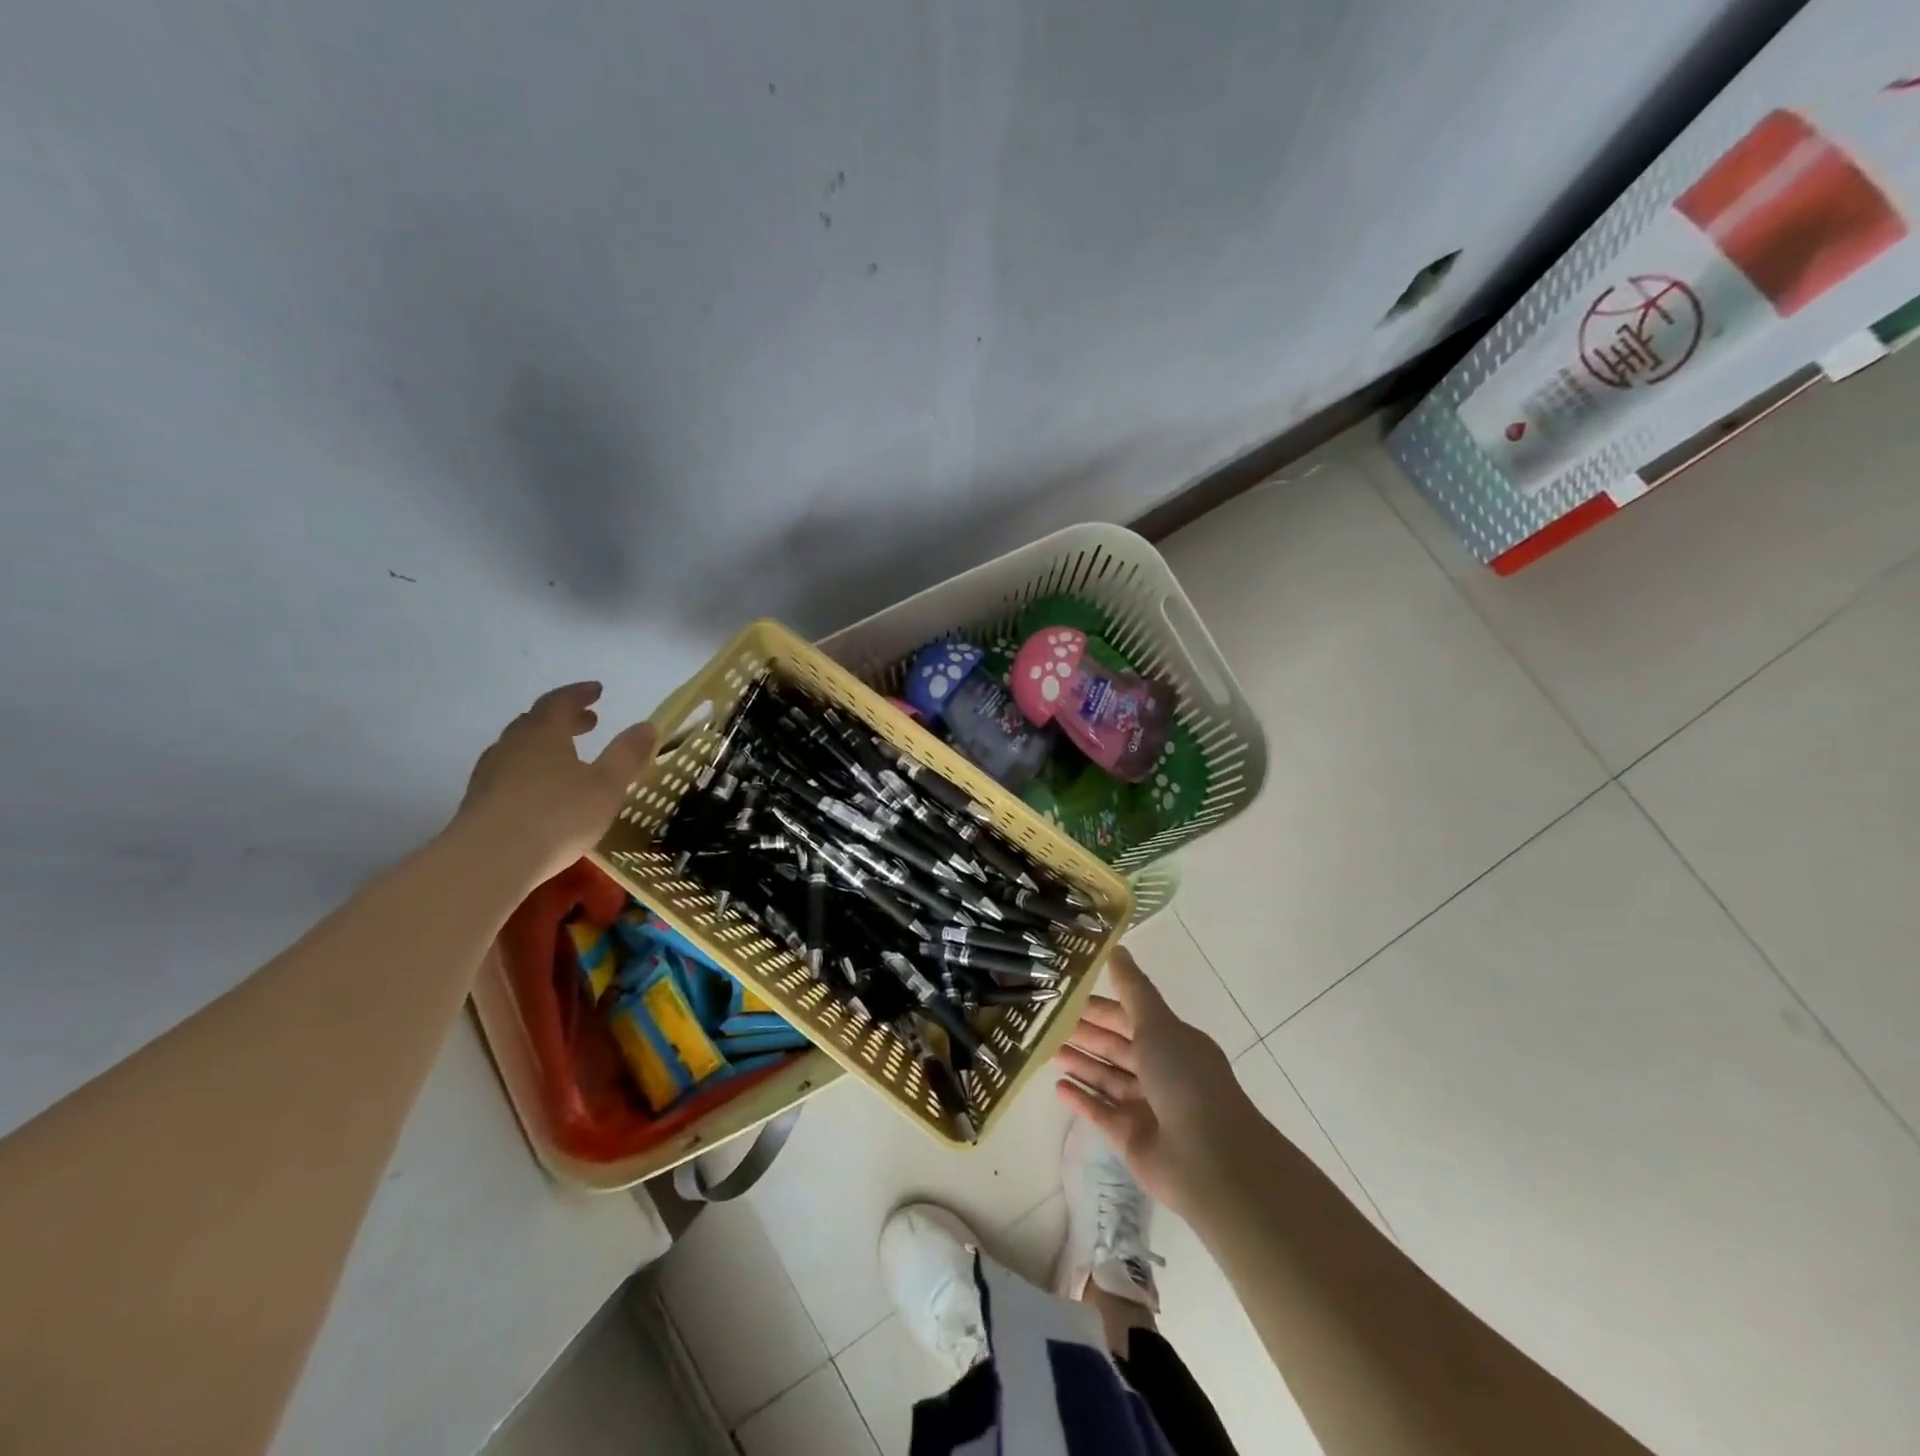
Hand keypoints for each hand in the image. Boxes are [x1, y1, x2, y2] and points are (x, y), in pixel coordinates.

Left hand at [454, 682, 657, 886]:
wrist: (488, 861)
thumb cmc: (557, 816)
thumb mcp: (606, 786)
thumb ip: (627, 755)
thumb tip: (646, 725)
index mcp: (544, 734)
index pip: (560, 701)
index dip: (580, 694)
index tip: (597, 691)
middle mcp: (513, 745)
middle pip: (536, 721)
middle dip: (564, 718)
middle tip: (588, 722)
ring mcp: (490, 773)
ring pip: (518, 747)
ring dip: (544, 744)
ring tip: (565, 756)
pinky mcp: (478, 801)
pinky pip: (508, 772)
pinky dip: (529, 769)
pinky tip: (540, 790)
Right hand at [1055, 946, 1265, 1217]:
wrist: (1210, 1161)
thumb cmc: (1185, 1081)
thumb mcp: (1158, 1025)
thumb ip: (1133, 990)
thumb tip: (1116, 947)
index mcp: (1172, 1042)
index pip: (1129, 1017)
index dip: (1100, 1006)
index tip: (1066, 994)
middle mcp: (1161, 1072)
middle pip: (1116, 1047)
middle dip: (1086, 1034)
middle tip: (1046, 1021)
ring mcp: (1147, 1108)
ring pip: (1107, 1078)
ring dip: (1081, 1063)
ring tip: (1046, 1049)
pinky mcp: (1132, 1140)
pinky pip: (1101, 1113)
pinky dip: (1081, 1099)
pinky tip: (1058, 1087)